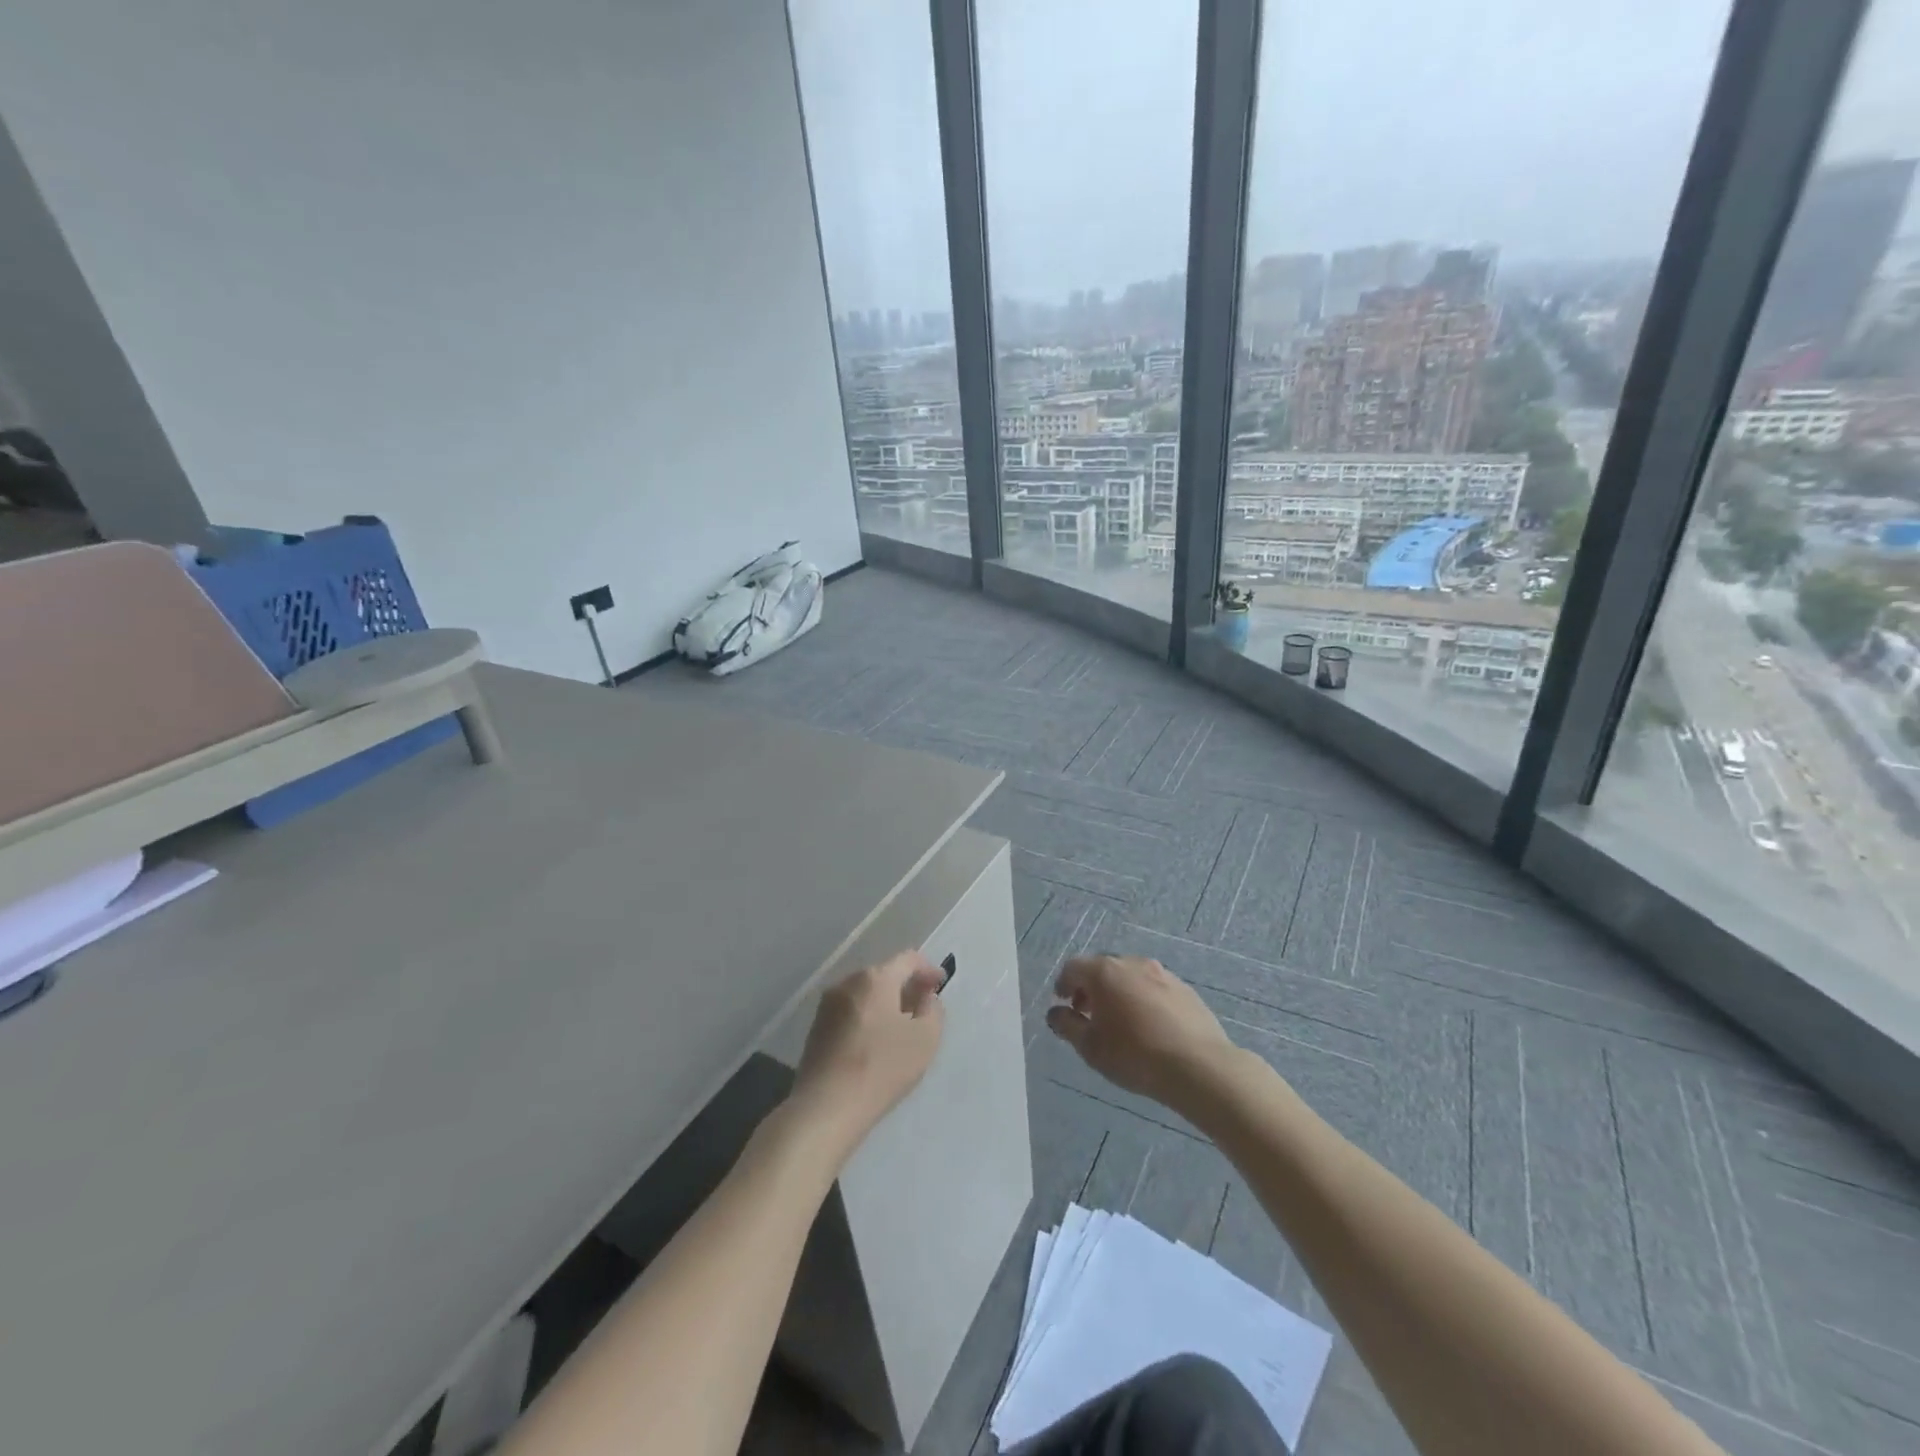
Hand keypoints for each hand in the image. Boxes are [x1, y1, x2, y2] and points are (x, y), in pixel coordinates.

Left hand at [790, 951, 945, 1156]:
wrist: (825, 1107)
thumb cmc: (882, 1067)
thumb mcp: (925, 1039)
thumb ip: (933, 1010)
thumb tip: (924, 997)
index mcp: (875, 978)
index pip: (908, 959)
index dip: (928, 969)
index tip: (941, 984)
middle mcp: (847, 983)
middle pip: (884, 975)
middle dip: (905, 986)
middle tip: (923, 1006)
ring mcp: (827, 1005)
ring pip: (865, 994)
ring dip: (885, 1003)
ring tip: (901, 1027)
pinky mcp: (816, 1029)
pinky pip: (850, 1012)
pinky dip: (867, 1018)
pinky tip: (875, 1043)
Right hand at [1046, 955, 1237, 1114]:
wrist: (1198, 1066)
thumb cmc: (1134, 1054)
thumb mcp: (1090, 1047)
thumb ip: (1067, 1026)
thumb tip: (1055, 1013)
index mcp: (1104, 971)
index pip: (1073, 967)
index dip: (1063, 984)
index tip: (1064, 1003)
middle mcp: (1131, 963)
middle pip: (1102, 968)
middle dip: (1091, 988)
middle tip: (1088, 1014)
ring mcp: (1161, 973)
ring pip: (1130, 976)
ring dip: (1118, 992)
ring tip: (1120, 1022)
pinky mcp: (1184, 989)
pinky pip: (1153, 988)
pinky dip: (1143, 999)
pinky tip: (1149, 1026)